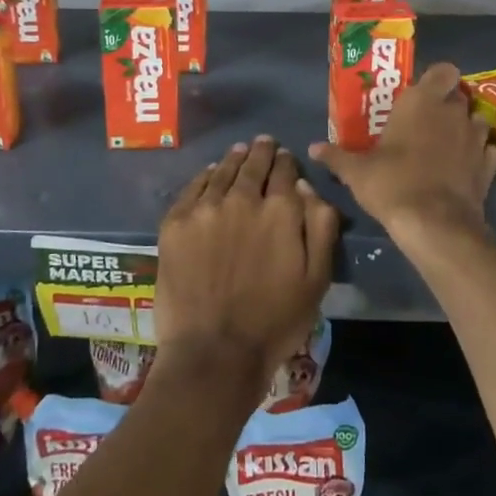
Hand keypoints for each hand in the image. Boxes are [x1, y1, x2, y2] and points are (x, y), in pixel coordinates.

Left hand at [154, 136, 339, 389]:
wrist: (214, 352)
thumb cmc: (275, 321)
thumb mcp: (318, 279)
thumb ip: (320, 227)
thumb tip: (306, 187)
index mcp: (280, 210)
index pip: (285, 172)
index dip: (287, 163)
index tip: (286, 158)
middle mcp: (242, 199)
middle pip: (253, 165)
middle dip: (261, 152)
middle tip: (263, 143)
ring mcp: (204, 209)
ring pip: (222, 172)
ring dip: (234, 159)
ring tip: (239, 152)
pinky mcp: (175, 224)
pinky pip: (192, 188)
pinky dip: (204, 176)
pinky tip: (209, 174)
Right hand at [308, 62, 495, 244]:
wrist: (435, 224)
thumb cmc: (392, 184)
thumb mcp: (356, 171)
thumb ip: (336, 156)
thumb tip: (313, 148)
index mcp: (422, 102)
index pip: (444, 70)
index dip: (436, 78)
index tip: (421, 93)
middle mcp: (453, 112)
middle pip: (458, 96)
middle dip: (446, 105)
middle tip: (425, 122)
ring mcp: (476, 138)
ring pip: (476, 120)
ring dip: (465, 127)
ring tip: (447, 144)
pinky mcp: (489, 166)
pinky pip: (487, 150)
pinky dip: (479, 155)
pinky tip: (464, 167)